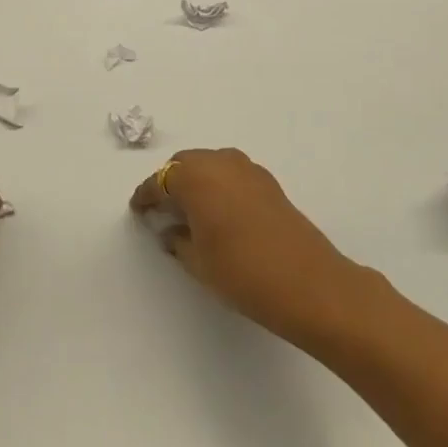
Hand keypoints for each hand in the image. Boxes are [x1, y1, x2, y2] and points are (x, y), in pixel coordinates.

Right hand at [130, 148, 374, 349]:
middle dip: (171, 183)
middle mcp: (220, 162)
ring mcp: (248, 169)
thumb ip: (178, 240)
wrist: (310, 284)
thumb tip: (171, 229)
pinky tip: (220, 212)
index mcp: (195, 177)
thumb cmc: (242, 272)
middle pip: (185, 164)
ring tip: (191, 211)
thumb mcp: (198, 261)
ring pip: (211, 165)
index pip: (160, 181)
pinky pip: (232, 174)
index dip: (146, 196)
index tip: (138, 209)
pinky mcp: (269, 183)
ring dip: (197, 181)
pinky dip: (219, 186)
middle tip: (162, 209)